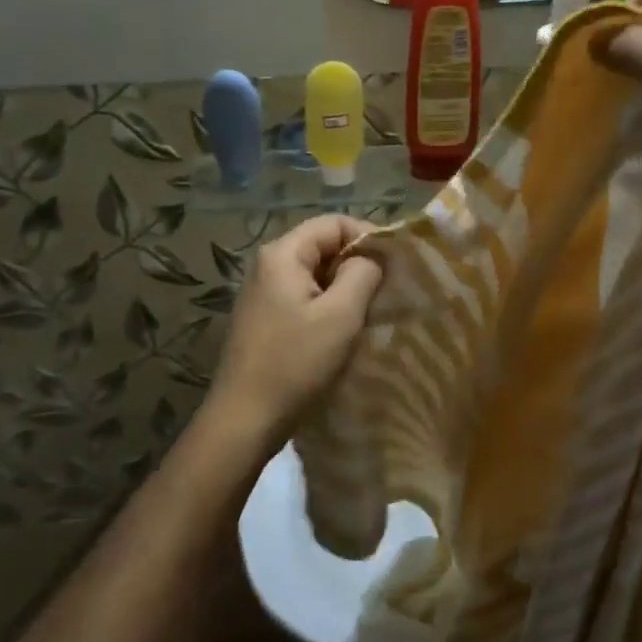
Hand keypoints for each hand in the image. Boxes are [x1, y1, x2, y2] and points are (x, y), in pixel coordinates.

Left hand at [207, 215, 384, 441]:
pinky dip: (328, 307)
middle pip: (323, 246)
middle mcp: (268, 265)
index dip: (369, 237)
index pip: (334, 223)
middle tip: (387, 291)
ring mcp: (263, 293)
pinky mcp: (265, 319)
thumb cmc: (296, 363)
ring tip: (371, 312)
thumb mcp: (340, 315)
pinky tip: (344, 331)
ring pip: (316, 275)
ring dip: (345, 289)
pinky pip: (304, 298)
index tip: (396, 266)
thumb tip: (371, 258)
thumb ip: (362, 274)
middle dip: (358, 264)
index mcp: (283, 255)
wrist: (245, 418)